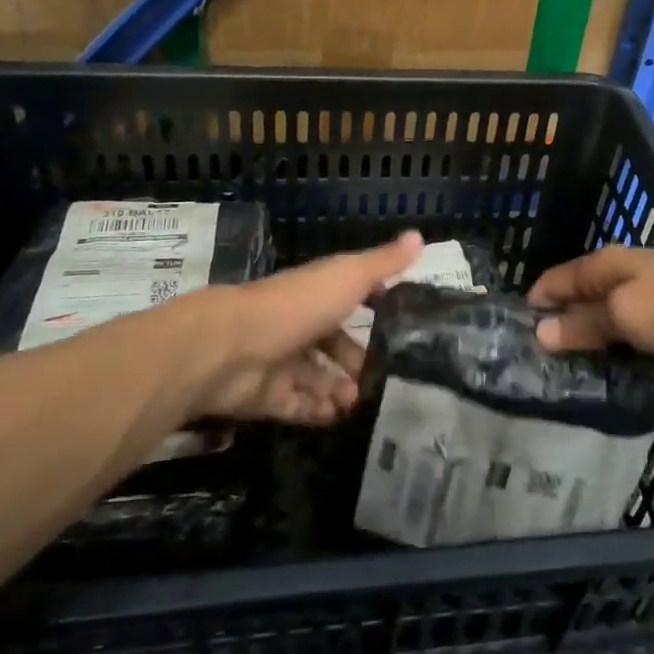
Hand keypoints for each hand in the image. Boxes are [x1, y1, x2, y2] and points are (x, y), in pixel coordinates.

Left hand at [189, 230, 424, 423]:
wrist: (232, 347)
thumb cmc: (298, 305)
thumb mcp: (349, 277)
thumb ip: (384, 263)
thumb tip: (420, 235)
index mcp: (318, 293)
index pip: (351, 297)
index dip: (375, 308)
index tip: (402, 327)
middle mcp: (300, 324)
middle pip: (334, 343)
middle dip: (358, 360)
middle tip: (383, 379)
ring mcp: (282, 361)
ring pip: (318, 377)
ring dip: (341, 389)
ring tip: (362, 402)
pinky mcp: (268, 396)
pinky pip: (298, 405)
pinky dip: (318, 411)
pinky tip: (340, 418)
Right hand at [528, 248, 653, 363]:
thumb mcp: (626, 317)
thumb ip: (584, 324)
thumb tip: (540, 331)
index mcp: (606, 263)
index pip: (556, 279)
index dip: (536, 304)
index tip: (516, 337)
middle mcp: (623, 269)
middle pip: (580, 294)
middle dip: (560, 321)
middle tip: (541, 361)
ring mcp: (650, 288)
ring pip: (607, 311)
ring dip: (591, 334)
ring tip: (572, 369)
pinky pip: (632, 324)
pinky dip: (619, 341)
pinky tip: (616, 364)